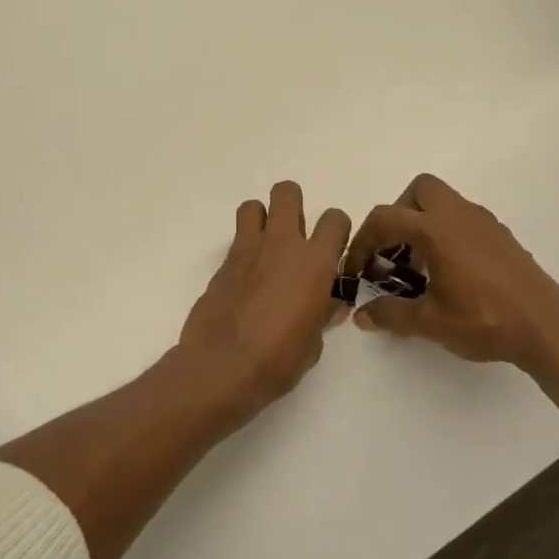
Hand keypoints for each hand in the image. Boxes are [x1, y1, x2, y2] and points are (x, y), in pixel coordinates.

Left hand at [177, 181, 351, 422]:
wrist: (222, 366)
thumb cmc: (278, 359)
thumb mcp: (313, 343)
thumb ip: (322, 315)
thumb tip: (329, 306)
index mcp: (315, 263)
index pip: (335, 219)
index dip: (336, 230)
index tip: (332, 250)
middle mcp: (282, 245)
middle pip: (287, 192)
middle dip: (293, 205)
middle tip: (295, 234)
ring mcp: (248, 250)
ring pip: (253, 206)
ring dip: (261, 219)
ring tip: (265, 248)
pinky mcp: (222, 263)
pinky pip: (236, 240)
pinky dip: (244, 249)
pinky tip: (246, 277)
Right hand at [346, 173, 558, 378]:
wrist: (547, 329)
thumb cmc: (484, 321)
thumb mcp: (429, 322)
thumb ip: (390, 314)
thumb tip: (361, 316)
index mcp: (436, 230)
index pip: (385, 219)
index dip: (362, 242)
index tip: (358, 270)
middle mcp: (459, 215)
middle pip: (419, 190)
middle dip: (398, 214)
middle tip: (393, 251)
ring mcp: (484, 222)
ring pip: (444, 201)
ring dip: (423, 223)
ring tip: (419, 266)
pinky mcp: (501, 236)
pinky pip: (463, 219)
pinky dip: (446, 233)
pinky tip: (449, 272)